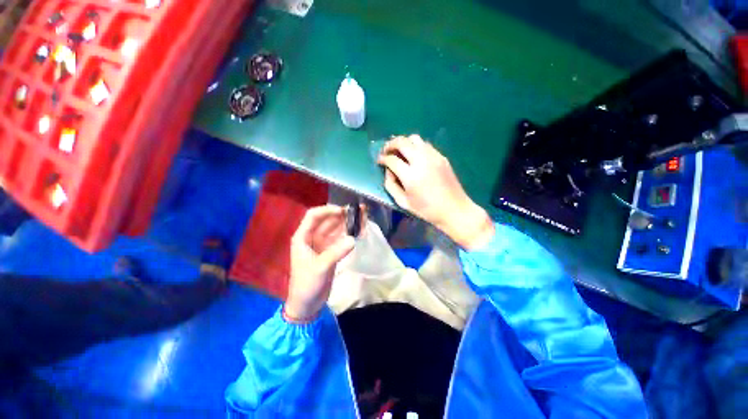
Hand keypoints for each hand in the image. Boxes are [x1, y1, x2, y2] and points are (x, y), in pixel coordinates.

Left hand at [285, 205, 355, 321]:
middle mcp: (312, 237)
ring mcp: (322, 244)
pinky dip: (350, 234)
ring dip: (348, 223)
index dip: (327, 210)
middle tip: (359, 211)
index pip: (313, 216)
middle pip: (328, 220)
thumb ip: (336, 252)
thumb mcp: (320, 268)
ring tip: (363, 218)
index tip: (343, 210)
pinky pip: (341, 238)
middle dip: (342, 214)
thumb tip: (353, 239)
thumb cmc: (307, 284)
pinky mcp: (331, 251)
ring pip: (336, 228)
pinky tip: (360, 231)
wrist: (307, 304)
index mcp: (303, 237)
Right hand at [377, 135, 493, 249]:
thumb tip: (388, 170)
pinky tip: (414, 156)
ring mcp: (433, 156)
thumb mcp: (403, 202)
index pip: (392, 159)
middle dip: (390, 144)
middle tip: (386, 151)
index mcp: (411, 176)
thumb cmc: (427, 210)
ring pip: (414, 138)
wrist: (454, 209)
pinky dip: (415, 146)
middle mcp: (421, 161)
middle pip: (402, 142)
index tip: (379, 161)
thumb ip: (391, 185)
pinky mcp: (441, 156)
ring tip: (399, 151)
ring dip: (403, 142)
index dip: (382, 158)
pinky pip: (425, 144)